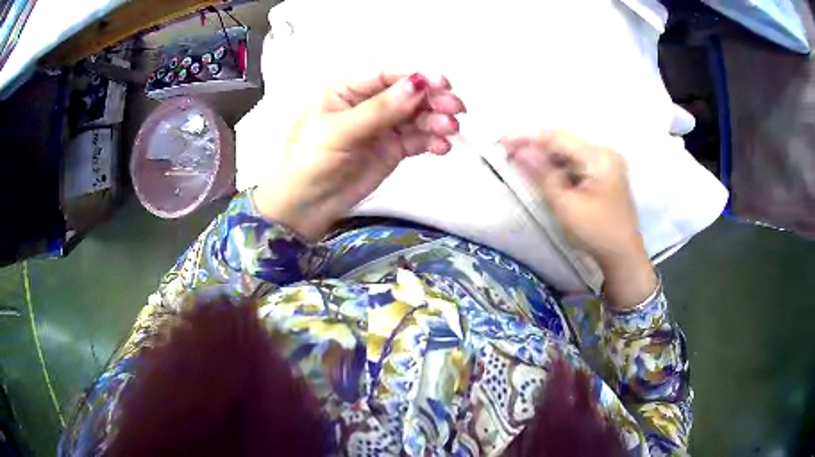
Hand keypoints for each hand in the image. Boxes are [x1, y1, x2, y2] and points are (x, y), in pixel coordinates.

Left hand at [253, 71, 465, 240]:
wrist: (305, 207)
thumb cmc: (308, 162)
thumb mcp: (338, 131)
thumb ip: (379, 109)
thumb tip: (416, 84)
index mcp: (346, 89)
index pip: (385, 73)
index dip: (414, 75)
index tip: (440, 83)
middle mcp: (368, 102)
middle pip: (408, 92)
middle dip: (433, 97)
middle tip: (454, 107)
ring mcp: (382, 125)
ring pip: (417, 115)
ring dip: (437, 119)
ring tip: (449, 129)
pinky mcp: (393, 147)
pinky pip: (419, 138)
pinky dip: (433, 141)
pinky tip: (441, 147)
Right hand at [502, 132, 656, 308]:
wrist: (623, 255)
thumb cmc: (596, 232)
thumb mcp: (566, 205)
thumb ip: (543, 175)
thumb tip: (520, 152)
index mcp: (599, 157)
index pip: (558, 138)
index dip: (528, 137)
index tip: (502, 139)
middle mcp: (605, 153)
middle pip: (564, 142)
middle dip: (536, 145)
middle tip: (507, 148)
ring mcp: (607, 162)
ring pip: (569, 152)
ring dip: (546, 155)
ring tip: (520, 158)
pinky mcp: (605, 173)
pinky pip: (576, 162)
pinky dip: (559, 165)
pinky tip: (544, 170)